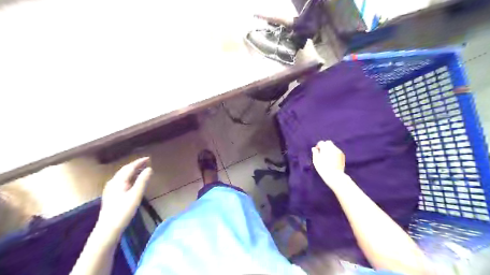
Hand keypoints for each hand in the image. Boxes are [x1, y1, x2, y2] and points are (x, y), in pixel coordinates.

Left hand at [98, 158, 152, 236]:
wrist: (108, 229)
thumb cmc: (123, 211)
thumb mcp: (136, 195)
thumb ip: (143, 181)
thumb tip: (149, 169)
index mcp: (119, 181)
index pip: (130, 167)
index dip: (139, 162)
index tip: (148, 158)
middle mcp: (113, 182)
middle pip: (125, 170)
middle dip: (135, 165)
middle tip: (146, 162)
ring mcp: (110, 189)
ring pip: (122, 175)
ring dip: (132, 170)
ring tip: (141, 169)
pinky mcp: (111, 195)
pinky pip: (121, 180)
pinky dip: (128, 177)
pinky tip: (132, 181)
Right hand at [311, 141, 345, 188]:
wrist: (334, 175)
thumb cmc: (322, 167)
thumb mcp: (316, 160)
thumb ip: (315, 153)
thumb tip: (314, 148)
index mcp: (325, 147)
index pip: (321, 142)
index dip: (318, 146)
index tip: (316, 151)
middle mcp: (332, 147)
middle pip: (328, 142)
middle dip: (325, 145)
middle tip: (322, 152)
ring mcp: (338, 151)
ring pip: (333, 147)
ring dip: (330, 149)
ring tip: (327, 157)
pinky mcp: (342, 155)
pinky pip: (337, 151)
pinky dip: (334, 153)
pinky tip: (332, 159)